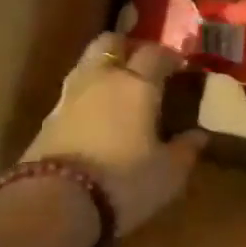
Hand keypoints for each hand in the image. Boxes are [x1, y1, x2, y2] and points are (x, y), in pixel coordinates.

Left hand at [22, 33, 206, 236]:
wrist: (55, 204)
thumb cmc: (125, 182)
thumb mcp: (169, 173)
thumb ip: (186, 150)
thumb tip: (199, 135)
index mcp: (137, 84)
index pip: (156, 53)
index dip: (170, 56)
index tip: (180, 67)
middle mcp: (101, 79)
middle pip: (110, 42)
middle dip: (127, 48)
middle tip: (142, 66)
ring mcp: (68, 97)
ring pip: (86, 64)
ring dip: (102, 69)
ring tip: (118, 91)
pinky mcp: (46, 120)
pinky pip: (71, 95)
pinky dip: (86, 98)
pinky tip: (96, 118)